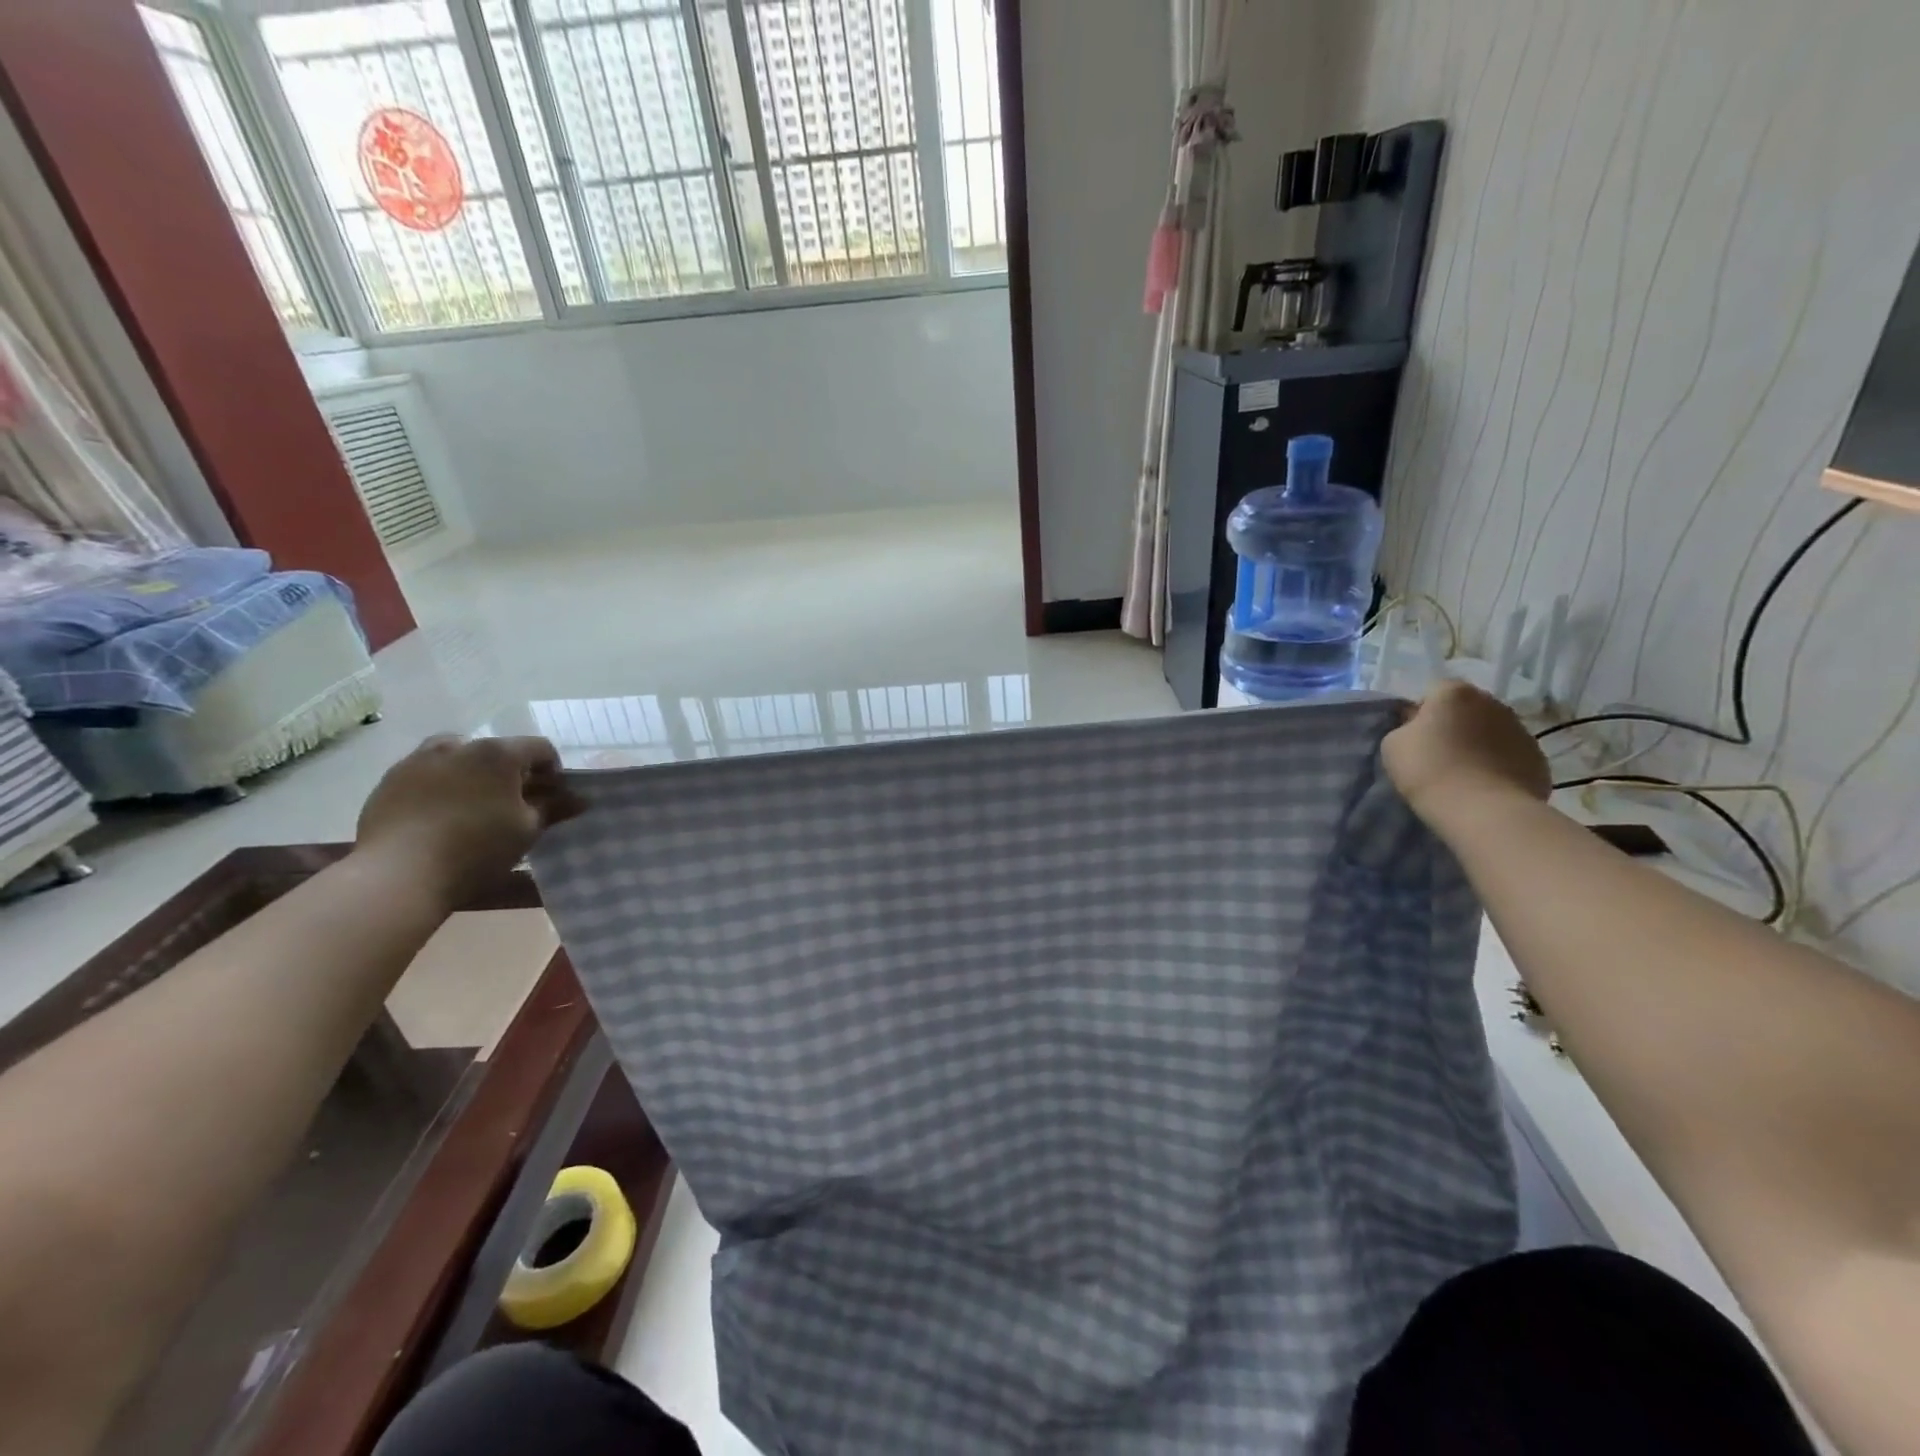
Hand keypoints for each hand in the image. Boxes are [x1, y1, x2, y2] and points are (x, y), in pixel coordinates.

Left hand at [354, 735, 585, 908]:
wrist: (397, 875)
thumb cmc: (476, 849)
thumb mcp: (527, 830)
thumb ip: (554, 808)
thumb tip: (580, 799)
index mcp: (498, 753)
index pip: (540, 748)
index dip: (554, 771)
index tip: (554, 797)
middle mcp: (458, 745)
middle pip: (498, 751)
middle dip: (512, 773)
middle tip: (516, 804)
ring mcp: (419, 760)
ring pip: (459, 757)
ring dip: (475, 773)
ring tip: (476, 806)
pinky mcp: (390, 780)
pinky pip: (428, 773)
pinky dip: (442, 785)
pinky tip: (441, 815)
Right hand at [1382, 680, 1551, 829]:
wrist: (1481, 809)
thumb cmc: (1428, 769)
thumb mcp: (1393, 744)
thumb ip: (1405, 727)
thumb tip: (1420, 728)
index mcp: (1455, 693)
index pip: (1433, 692)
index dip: (1421, 714)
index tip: (1414, 738)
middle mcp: (1493, 702)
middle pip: (1467, 710)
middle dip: (1455, 726)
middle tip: (1438, 755)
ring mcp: (1521, 730)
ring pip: (1492, 731)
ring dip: (1479, 745)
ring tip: (1463, 774)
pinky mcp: (1538, 759)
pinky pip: (1510, 756)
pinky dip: (1499, 765)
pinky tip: (1485, 786)